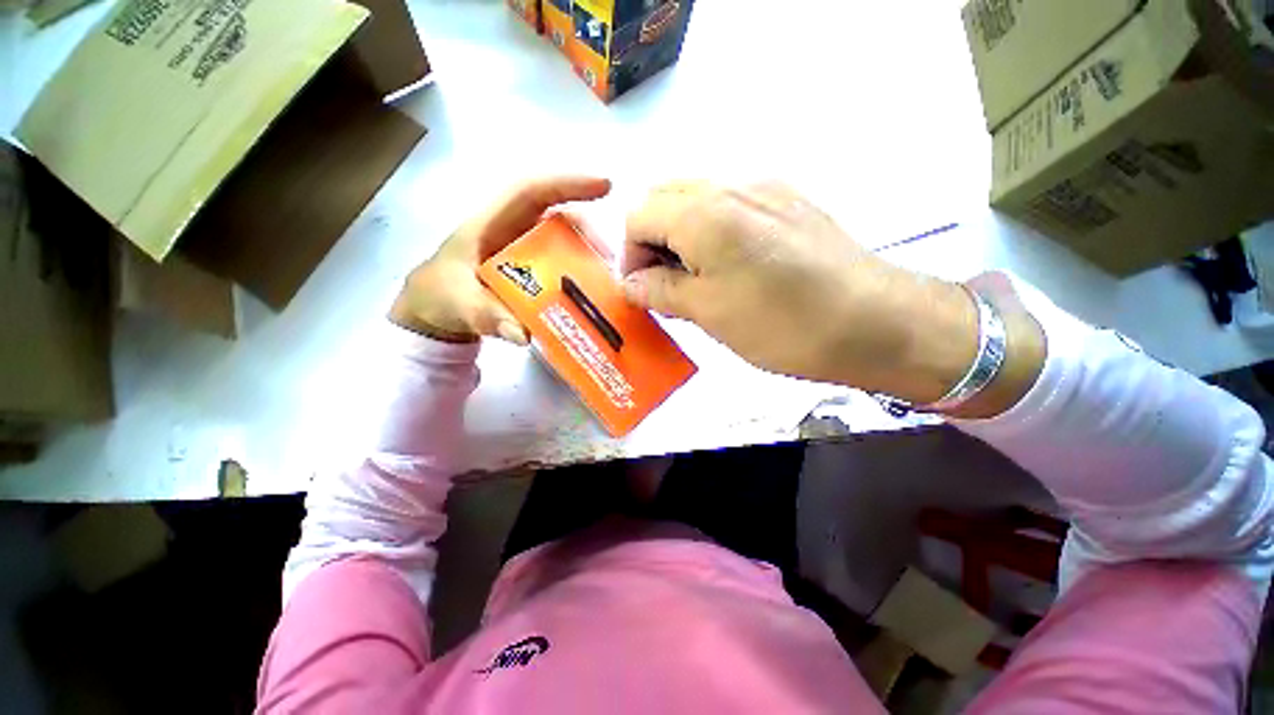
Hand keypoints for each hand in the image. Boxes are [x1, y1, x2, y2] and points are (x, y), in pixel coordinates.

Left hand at [391, 176, 611, 343]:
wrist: (435, 310)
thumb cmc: (439, 295)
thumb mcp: (456, 303)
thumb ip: (485, 316)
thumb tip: (524, 333)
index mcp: (491, 222)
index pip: (532, 190)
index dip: (568, 183)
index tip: (605, 186)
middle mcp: (514, 229)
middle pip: (559, 216)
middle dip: (589, 232)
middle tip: (612, 260)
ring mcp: (525, 249)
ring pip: (564, 240)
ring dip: (589, 256)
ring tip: (609, 281)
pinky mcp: (533, 268)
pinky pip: (562, 263)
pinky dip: (580, 274)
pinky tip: (593, 294)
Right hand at [622, 182, 1043, 413]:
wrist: (877, 323)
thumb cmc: (782, 325)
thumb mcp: (708, 314)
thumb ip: (659, 291)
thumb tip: (632, 283)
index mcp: (704, 213)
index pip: (638, 213)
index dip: (631, 253)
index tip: (645, 288)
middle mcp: (732, 185)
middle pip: (665, 197)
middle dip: (654, 239)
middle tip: (669, 283)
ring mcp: (765, 187)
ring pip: (697, 199)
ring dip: (683, 235)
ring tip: (700, 278)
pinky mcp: (789, 199)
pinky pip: (731, 204)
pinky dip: (713, 230)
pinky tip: (733, 264)